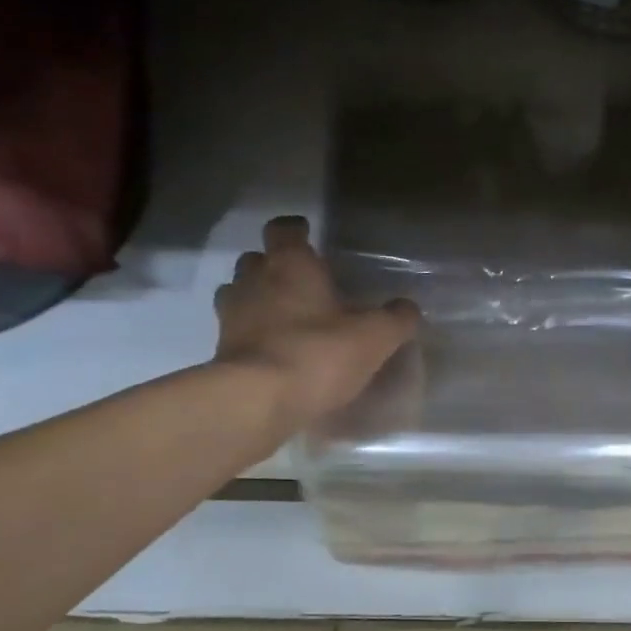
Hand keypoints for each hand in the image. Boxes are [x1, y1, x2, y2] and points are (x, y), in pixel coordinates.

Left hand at [213, 217, 420, 429]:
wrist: (258, 400)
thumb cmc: (318, 354)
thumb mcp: (374, 337)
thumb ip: (395, 319)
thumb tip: (408, 308)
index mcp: (290, 265)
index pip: (284, 229)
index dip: (296, 229)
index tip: (308, 234)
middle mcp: (254, 280)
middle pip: (257, 259)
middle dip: (275, 265)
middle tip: (301, 282)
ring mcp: (232, 315)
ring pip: (240, 292)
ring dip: (258, 298)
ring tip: (284, 316)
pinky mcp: (221, 350)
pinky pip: (237, 330)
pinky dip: (252, 334)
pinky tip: (274, 350)